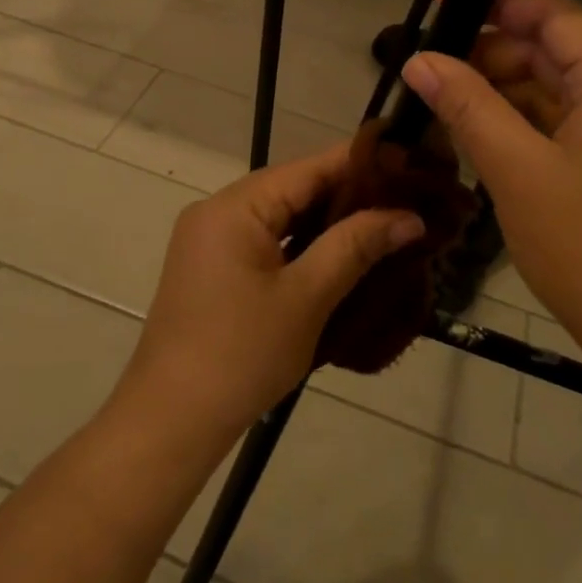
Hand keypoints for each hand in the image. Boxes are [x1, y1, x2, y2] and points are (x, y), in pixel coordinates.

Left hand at [115, 143, 423, 447]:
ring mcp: (210, 239)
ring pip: (280, 215)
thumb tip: (410, 217)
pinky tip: (339, 252)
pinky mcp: (212, 266)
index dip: (361, 163)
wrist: (171, 420)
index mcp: (236, 206)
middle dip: (348, 194)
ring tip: (384, 223)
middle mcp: (218, 210)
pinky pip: (265, 239)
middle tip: (406, 199)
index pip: (309, 168)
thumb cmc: (242, 354)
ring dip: (326, 221)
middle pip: (293, 188)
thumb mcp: (307, 298)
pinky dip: (300, 243)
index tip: (410, 162)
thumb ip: (356, 246)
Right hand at [400, 0, 581, 362]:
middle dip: (490, 52)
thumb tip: (418, 59)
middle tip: (429, 66)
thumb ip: (467, 107)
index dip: (496, 1)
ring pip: (557, 92)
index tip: (441, 3)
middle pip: (554, 51)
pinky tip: (481, 137)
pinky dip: (523, 125)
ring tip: (443, 102)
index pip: (554, 15)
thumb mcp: (517, 171)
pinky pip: (566, 127)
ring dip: (502, 92)